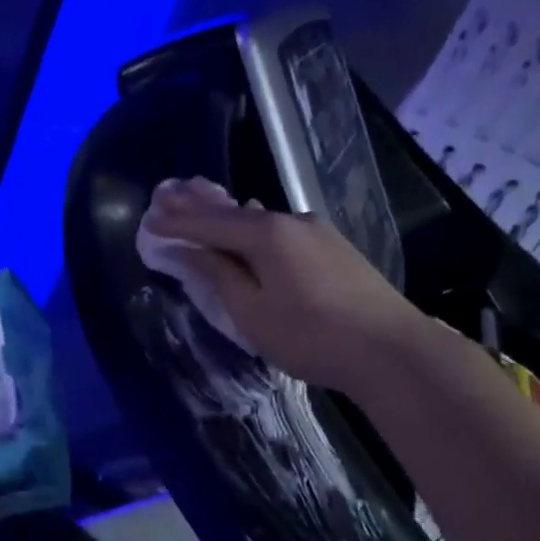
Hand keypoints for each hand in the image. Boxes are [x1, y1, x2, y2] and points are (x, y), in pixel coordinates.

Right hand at [141, 183, 419, 392]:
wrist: (391, 351)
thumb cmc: (312, 337)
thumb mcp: (253, 313)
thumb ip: (219, 276)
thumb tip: (189, 251)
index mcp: (267, 235)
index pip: (210, 224)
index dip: (177, 224)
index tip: (148, 218)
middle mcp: (291, 221)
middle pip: (234, 211)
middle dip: (198, 204)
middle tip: (166, 189)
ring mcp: (316, 231)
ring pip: (259, 217)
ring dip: (227, 211)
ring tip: (199, 196)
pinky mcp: (333, 247)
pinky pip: (280, 227)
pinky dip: (254, 223)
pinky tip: (251, 214)